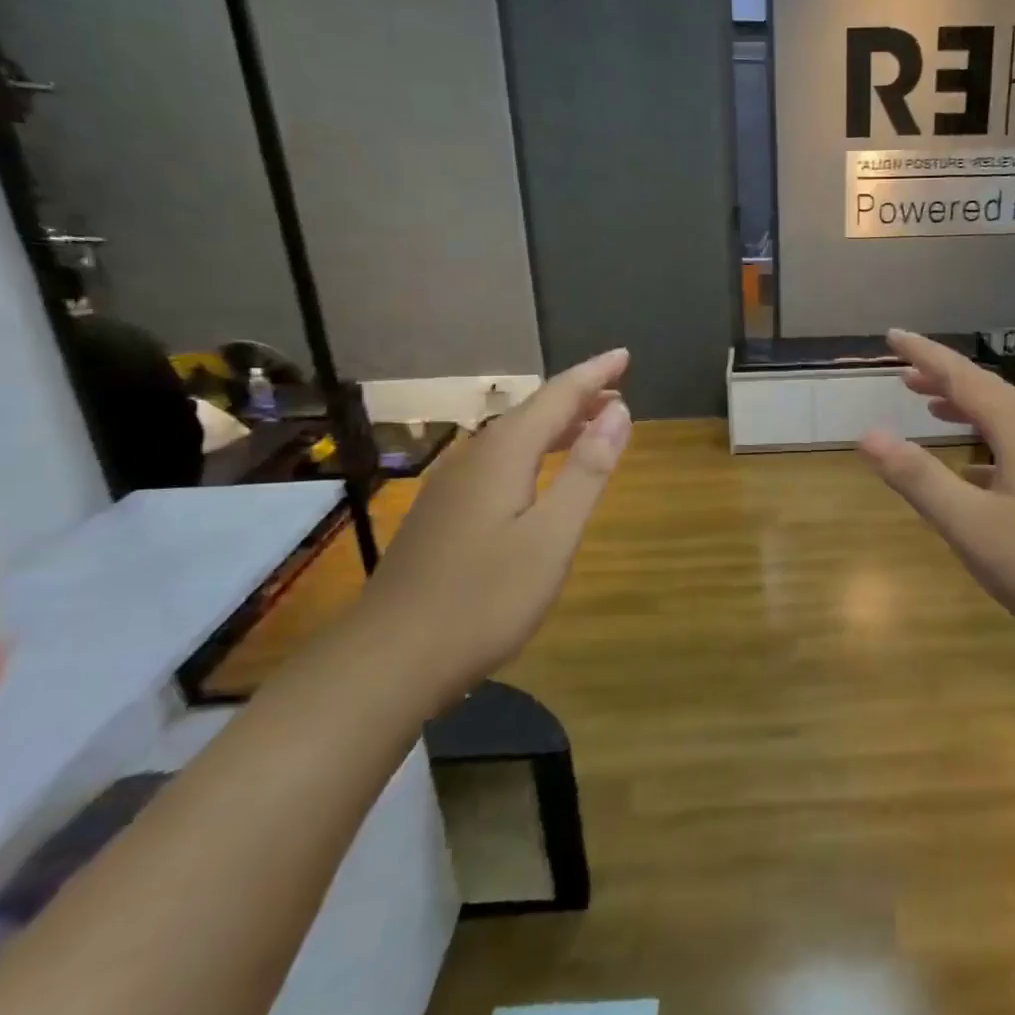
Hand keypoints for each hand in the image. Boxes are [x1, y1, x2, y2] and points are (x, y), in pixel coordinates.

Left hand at [353, 349, 632, 695]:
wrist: (389, 659)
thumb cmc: (484, 599)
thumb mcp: (552, 536)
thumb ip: (587, 471)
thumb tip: (620, 411)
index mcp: (503, 455)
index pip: (557, 396)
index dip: (594, 374)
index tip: (625, 355)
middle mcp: (473, 458)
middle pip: (532, 413)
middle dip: (577, 397)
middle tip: (619, 393)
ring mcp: (451, 487)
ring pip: (513, 438)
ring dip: (556, 426)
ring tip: (592, 426)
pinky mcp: (442, 514)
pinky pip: (498, 462)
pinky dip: (533, 453)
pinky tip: (540, 475)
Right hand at [857, 330, 1014, 654]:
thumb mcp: (970, 524)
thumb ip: (918, 478)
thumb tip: (868, 435)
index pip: (964, 377)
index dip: (926, 354)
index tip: (893, 335)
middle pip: (986, 390)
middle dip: (943, 376)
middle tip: (902, 372)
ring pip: (1003, 416)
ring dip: (964, 404)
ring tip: (929, 405)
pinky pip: (1013, 443)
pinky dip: (983, 438)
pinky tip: (970, 464)